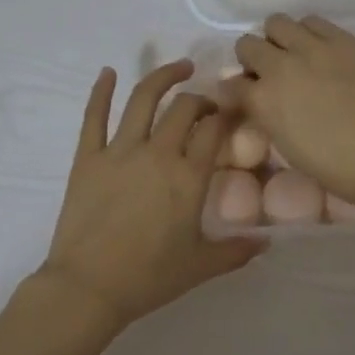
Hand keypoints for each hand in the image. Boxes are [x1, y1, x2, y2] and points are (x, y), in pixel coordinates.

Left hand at [38, 61, 266, 330]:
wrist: (89, 287)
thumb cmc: (149, 278)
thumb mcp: (201, 266)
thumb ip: (237, 251)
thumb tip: (267, 243)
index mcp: (189, 177)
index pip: (214, 131)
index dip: (226, 116)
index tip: (232, 113)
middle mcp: (157, 154)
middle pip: (184, 109)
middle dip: (200, 100)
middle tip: (206, 105)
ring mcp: (119, 152)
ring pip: (143, 100)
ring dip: (162, 77)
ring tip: (179, 67)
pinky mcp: (87, 158)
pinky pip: (94, 116)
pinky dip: (101, 91)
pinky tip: (108, 72)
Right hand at [229, 15, 354, 211]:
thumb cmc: (336, 167)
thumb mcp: (288, 146)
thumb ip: (267, 115)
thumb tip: (258, 99)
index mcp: (263, 100)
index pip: (231, 84)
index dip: (237, 90)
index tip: (246, 96)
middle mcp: (280, 66)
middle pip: (248, 44)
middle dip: (253, 58)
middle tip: (268, 72)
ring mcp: (313, 48)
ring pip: (278, 23)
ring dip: (280, 38)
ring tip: (295, 54)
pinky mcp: (343, 39)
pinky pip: (314, 22)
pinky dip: (309, 33)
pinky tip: (321, 49)